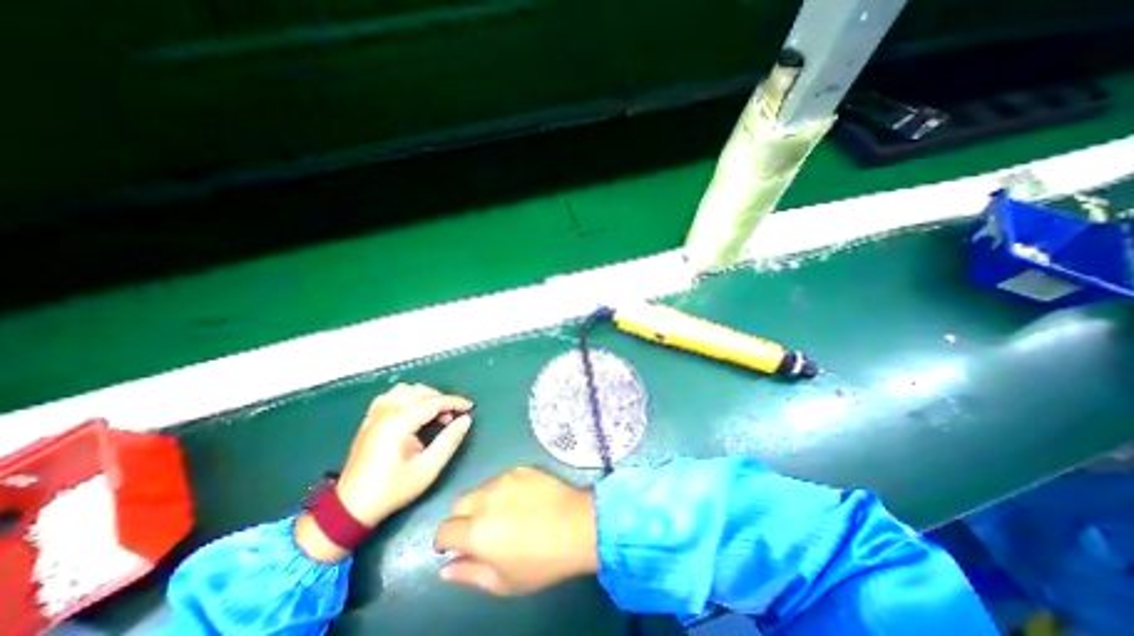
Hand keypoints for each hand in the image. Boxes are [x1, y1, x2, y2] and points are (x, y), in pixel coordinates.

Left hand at [337, 382, 475, 526]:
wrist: (351, 508)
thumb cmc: (393, 489)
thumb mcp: (428, 468)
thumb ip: (449, 441)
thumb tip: (466, 420)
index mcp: (399, 423)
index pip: (434, 402)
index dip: (455, 402)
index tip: (470, 407)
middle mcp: (386, 413)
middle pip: (421, 391)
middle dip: (441, 400)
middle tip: (452, 418)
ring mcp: (375, 415)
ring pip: (405, 390)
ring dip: (423, 396)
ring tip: (433, 414)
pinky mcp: (368, 421)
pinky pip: (389, 396)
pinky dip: (405, 397)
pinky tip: (412, 411)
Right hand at [434, 468, 596, 595]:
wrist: (577, 525)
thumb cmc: (541, 562)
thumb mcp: (503, 582)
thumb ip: (469, 574)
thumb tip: (445, 567)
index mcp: (476, 531)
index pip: (444, 530)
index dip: (445, 541)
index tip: (454, 547)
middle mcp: (485, 499)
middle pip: (459, 504)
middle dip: (462, 519)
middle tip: (481, 531)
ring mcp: (504, 479)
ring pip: (480, 489)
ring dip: (482, 502)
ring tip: (504, 514)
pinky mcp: (521, 468)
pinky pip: (502, 478)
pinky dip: (503, 489)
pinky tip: (522, 500)